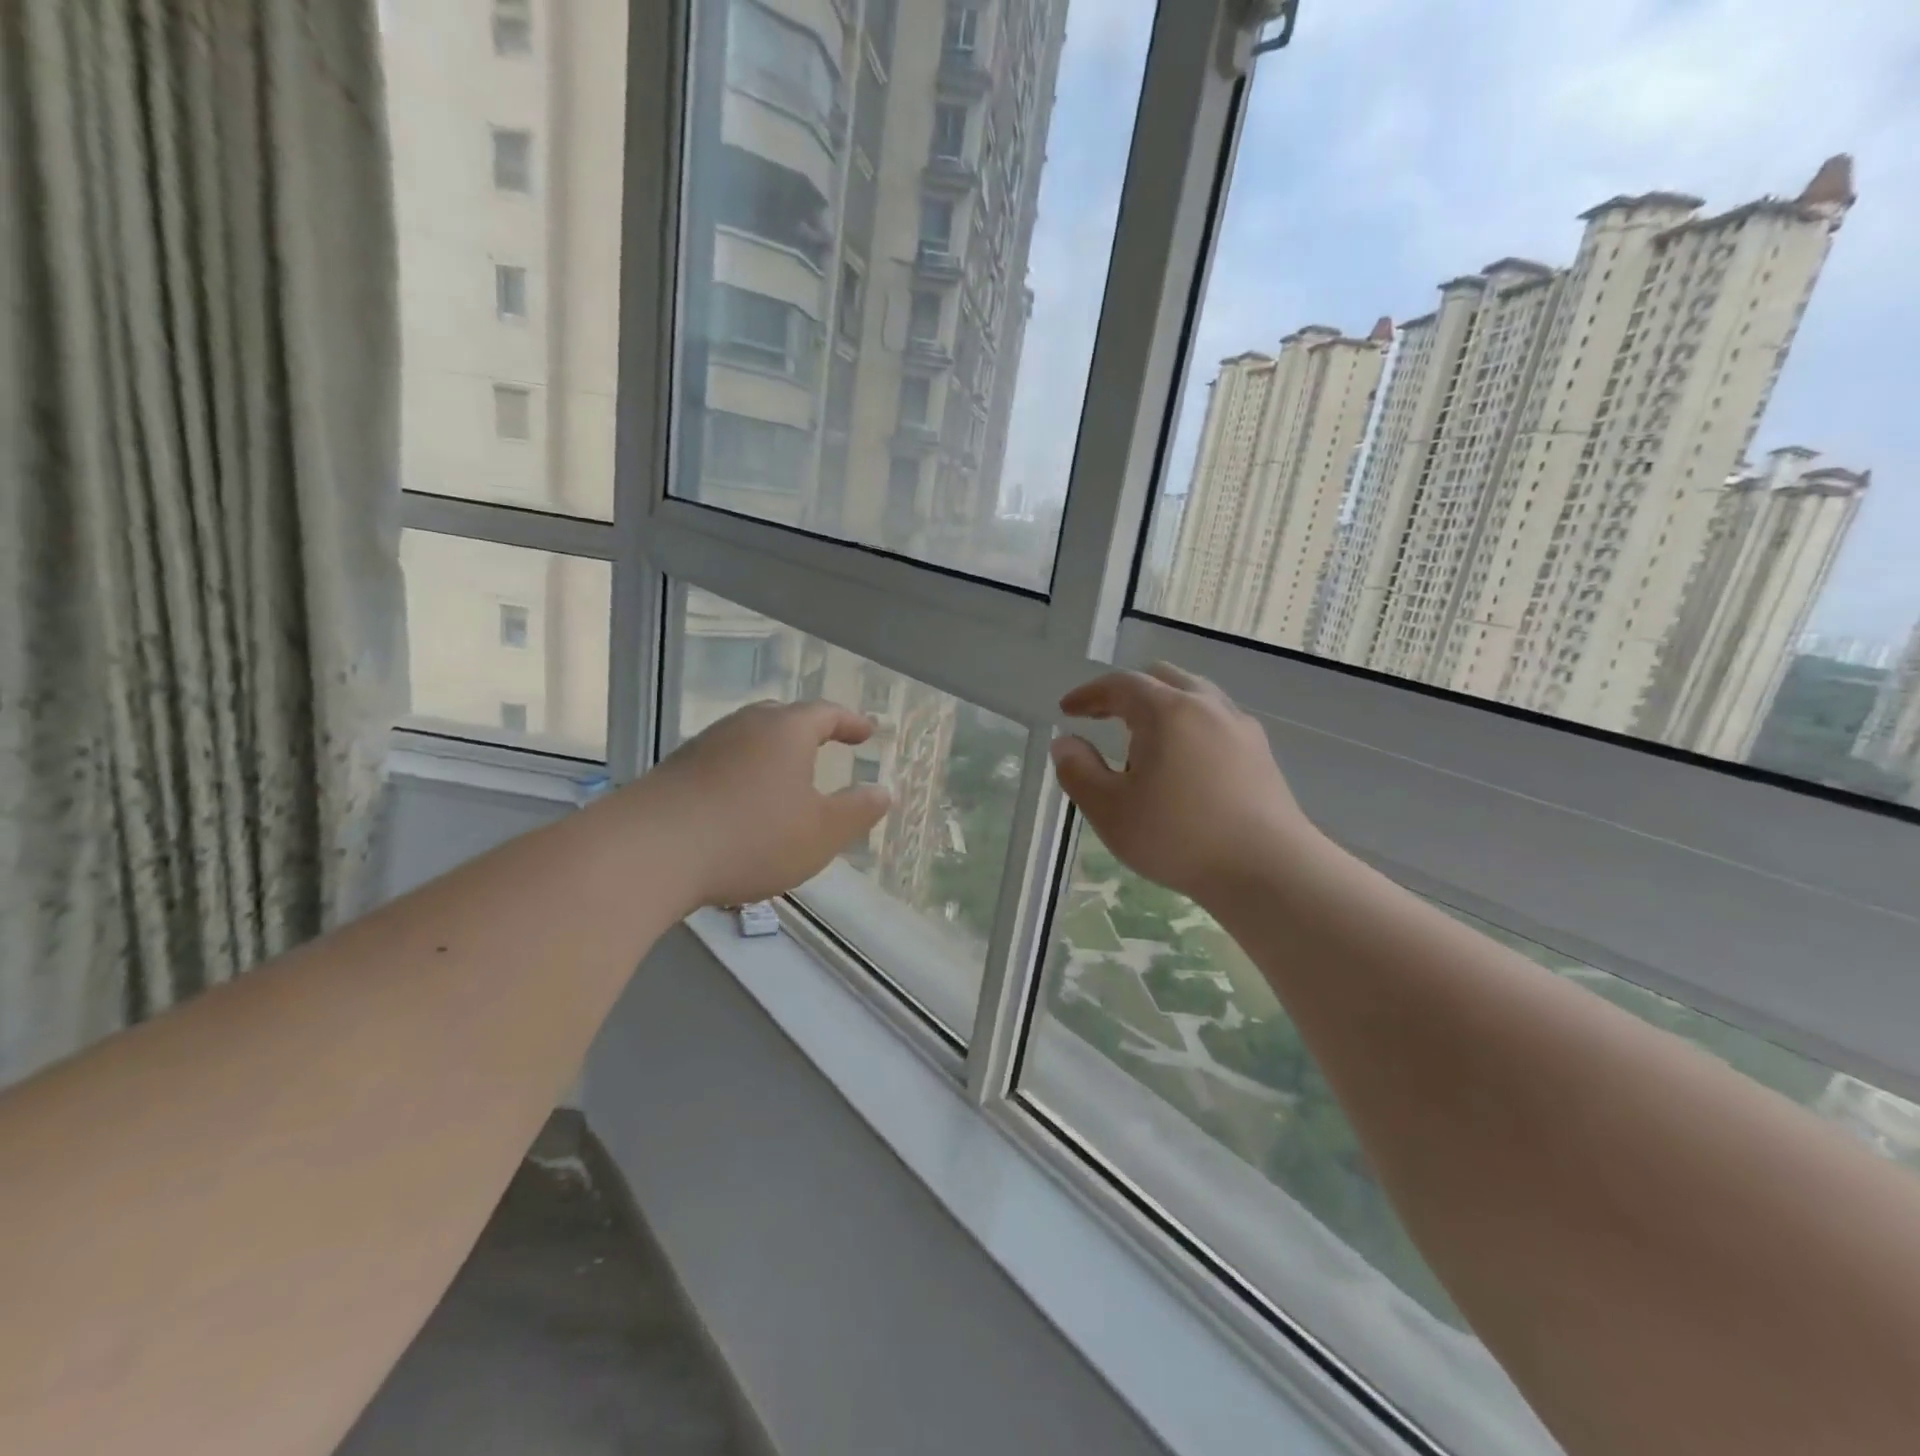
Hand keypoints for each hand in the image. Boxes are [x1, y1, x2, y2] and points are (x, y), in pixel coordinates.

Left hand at [637, 700, 892, 908]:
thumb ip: (857, 812)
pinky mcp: (675, 771)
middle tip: (826, 744)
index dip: (851, 722)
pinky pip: (722, 762)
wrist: (649, 852)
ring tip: (784, 777)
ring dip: (771, 753)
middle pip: (782, 717)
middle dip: (809, 730)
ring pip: (748, 738)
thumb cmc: (751, 837)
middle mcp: (744, 726)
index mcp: (786, 731)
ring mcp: (704, 746)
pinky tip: (740, 803)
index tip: (868, 732)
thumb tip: (883, 792)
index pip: (826, 713)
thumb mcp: (821, 833)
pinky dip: (742, 774)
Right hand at [1051, 664, 1322, 906]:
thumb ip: (1078, 771)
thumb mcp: (1109, 810)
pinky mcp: (1261, 754)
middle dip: (1127, 693)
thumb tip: (1066, 743)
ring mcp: (1240, 728)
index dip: (1089, 694)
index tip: (1067, 710)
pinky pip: (1216, 721)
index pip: (1121, 685)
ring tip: (1143, 744)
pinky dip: (1189, 726)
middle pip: (1162, 679)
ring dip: (1162, 708)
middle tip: (1103, 716)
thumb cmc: (1178, 837)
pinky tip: (1183, 764)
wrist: (1267, 870)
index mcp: (1167, 711)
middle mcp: (1207, 706)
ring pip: (1195, 697)